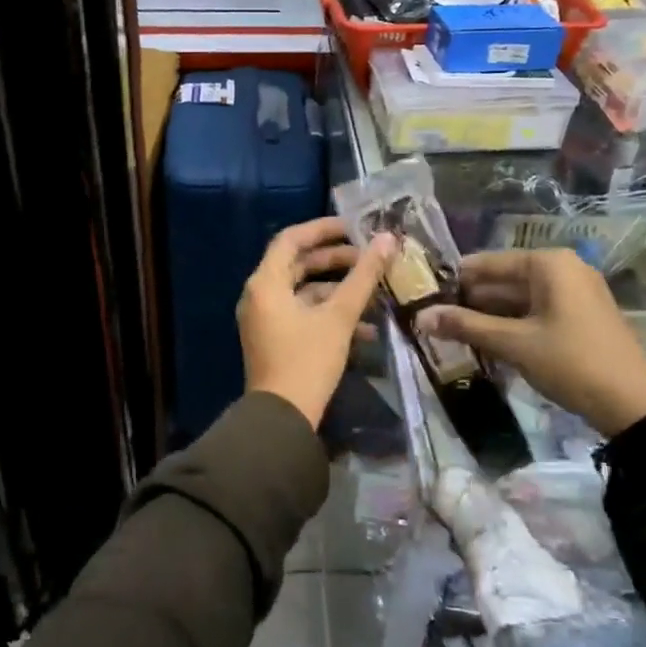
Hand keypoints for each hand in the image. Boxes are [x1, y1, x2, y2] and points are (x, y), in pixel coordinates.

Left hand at [239, 217, 394, 429]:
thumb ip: (363, 276)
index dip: (322, 229)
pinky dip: (328, 314)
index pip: (291, 239)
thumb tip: (387, 239)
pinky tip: (365, 328)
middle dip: (335, 261)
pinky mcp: (274, 339)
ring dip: (337, 290)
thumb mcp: (339, 316)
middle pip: (297, 265)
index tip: (354, 228)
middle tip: (368, 259)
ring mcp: (264, 319)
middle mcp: (259, 296)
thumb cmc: (307, 360)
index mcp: (265, 283)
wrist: (282, 418)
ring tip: (374, 293)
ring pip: (303, 292)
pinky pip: (301, 314)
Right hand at [415, 249, 645, 436]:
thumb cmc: (570, 362)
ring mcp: (575, 293)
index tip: (423, 295)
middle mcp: (563, 269)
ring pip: (519, 298)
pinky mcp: (580, 317)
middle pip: (504, 279)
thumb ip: (466, 326)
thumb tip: (421, 317)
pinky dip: (511, 325)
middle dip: (470, 300)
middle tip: (434, 318)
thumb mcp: (513, 343)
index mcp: (548, 264)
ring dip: (488, 316)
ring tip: (452, 332)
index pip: (488, 263)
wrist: (633, 404)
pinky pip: (536, 312)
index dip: (455, 280)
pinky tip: (486, 343)